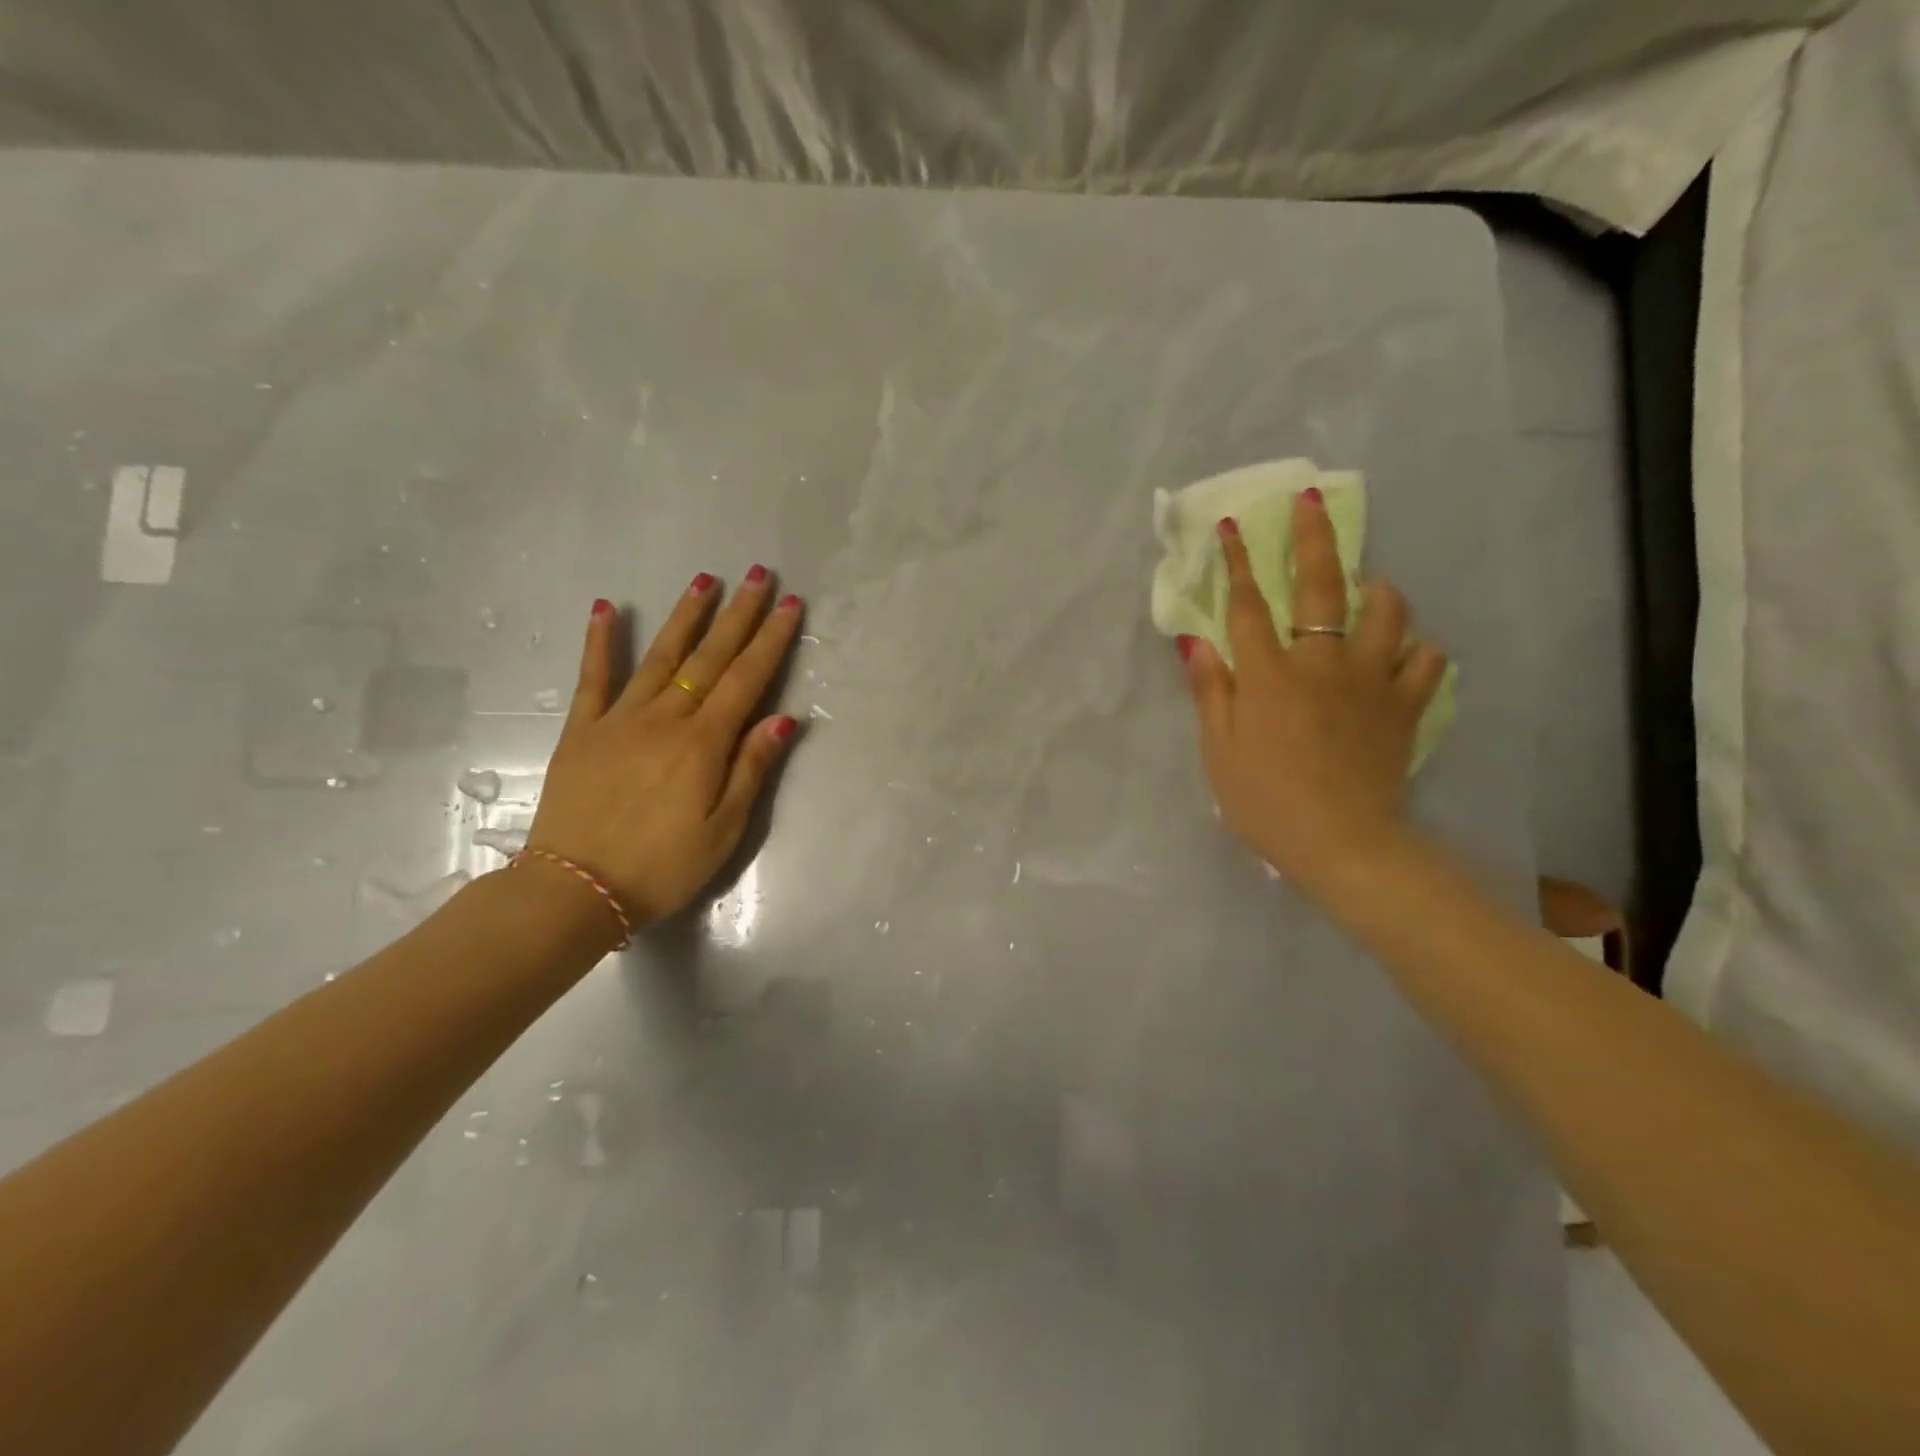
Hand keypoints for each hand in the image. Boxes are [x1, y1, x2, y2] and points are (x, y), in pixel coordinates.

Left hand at [526, 568, 802, 925]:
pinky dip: (601, 641)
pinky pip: (594, 677)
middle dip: (739, 614)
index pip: (747, 679)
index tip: (790, 605)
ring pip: (660, 656)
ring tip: (705, 579)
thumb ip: (751, 769)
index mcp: (704, 744)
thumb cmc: (663, 867)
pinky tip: (608, 608)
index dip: (771, 640)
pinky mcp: (584, 730)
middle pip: (710, 657)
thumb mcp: (724, 830)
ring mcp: (620, 719)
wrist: (577, 889)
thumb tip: (784, 719)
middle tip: (759, 575)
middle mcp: (666, 719)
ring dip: (685, 615)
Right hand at [1179, 493, 1448, 890]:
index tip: (1232, 527)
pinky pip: (1426, 660)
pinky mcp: (1404, 706)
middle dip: (1312, 538)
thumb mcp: (1218, 752)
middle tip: (1310, 501)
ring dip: (1376, 589)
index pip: (1248, 605)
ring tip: (1367, 586)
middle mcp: (1321, 664)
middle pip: (1320, 587)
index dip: (1239, 563)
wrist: (1340, 844)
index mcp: (1268, 676)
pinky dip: (1414, 649)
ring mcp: (1370, 681)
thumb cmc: (1265, 802)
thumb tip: (1196, 642)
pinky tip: (1400, 653)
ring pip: (1386, 611)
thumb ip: (1210, 692)